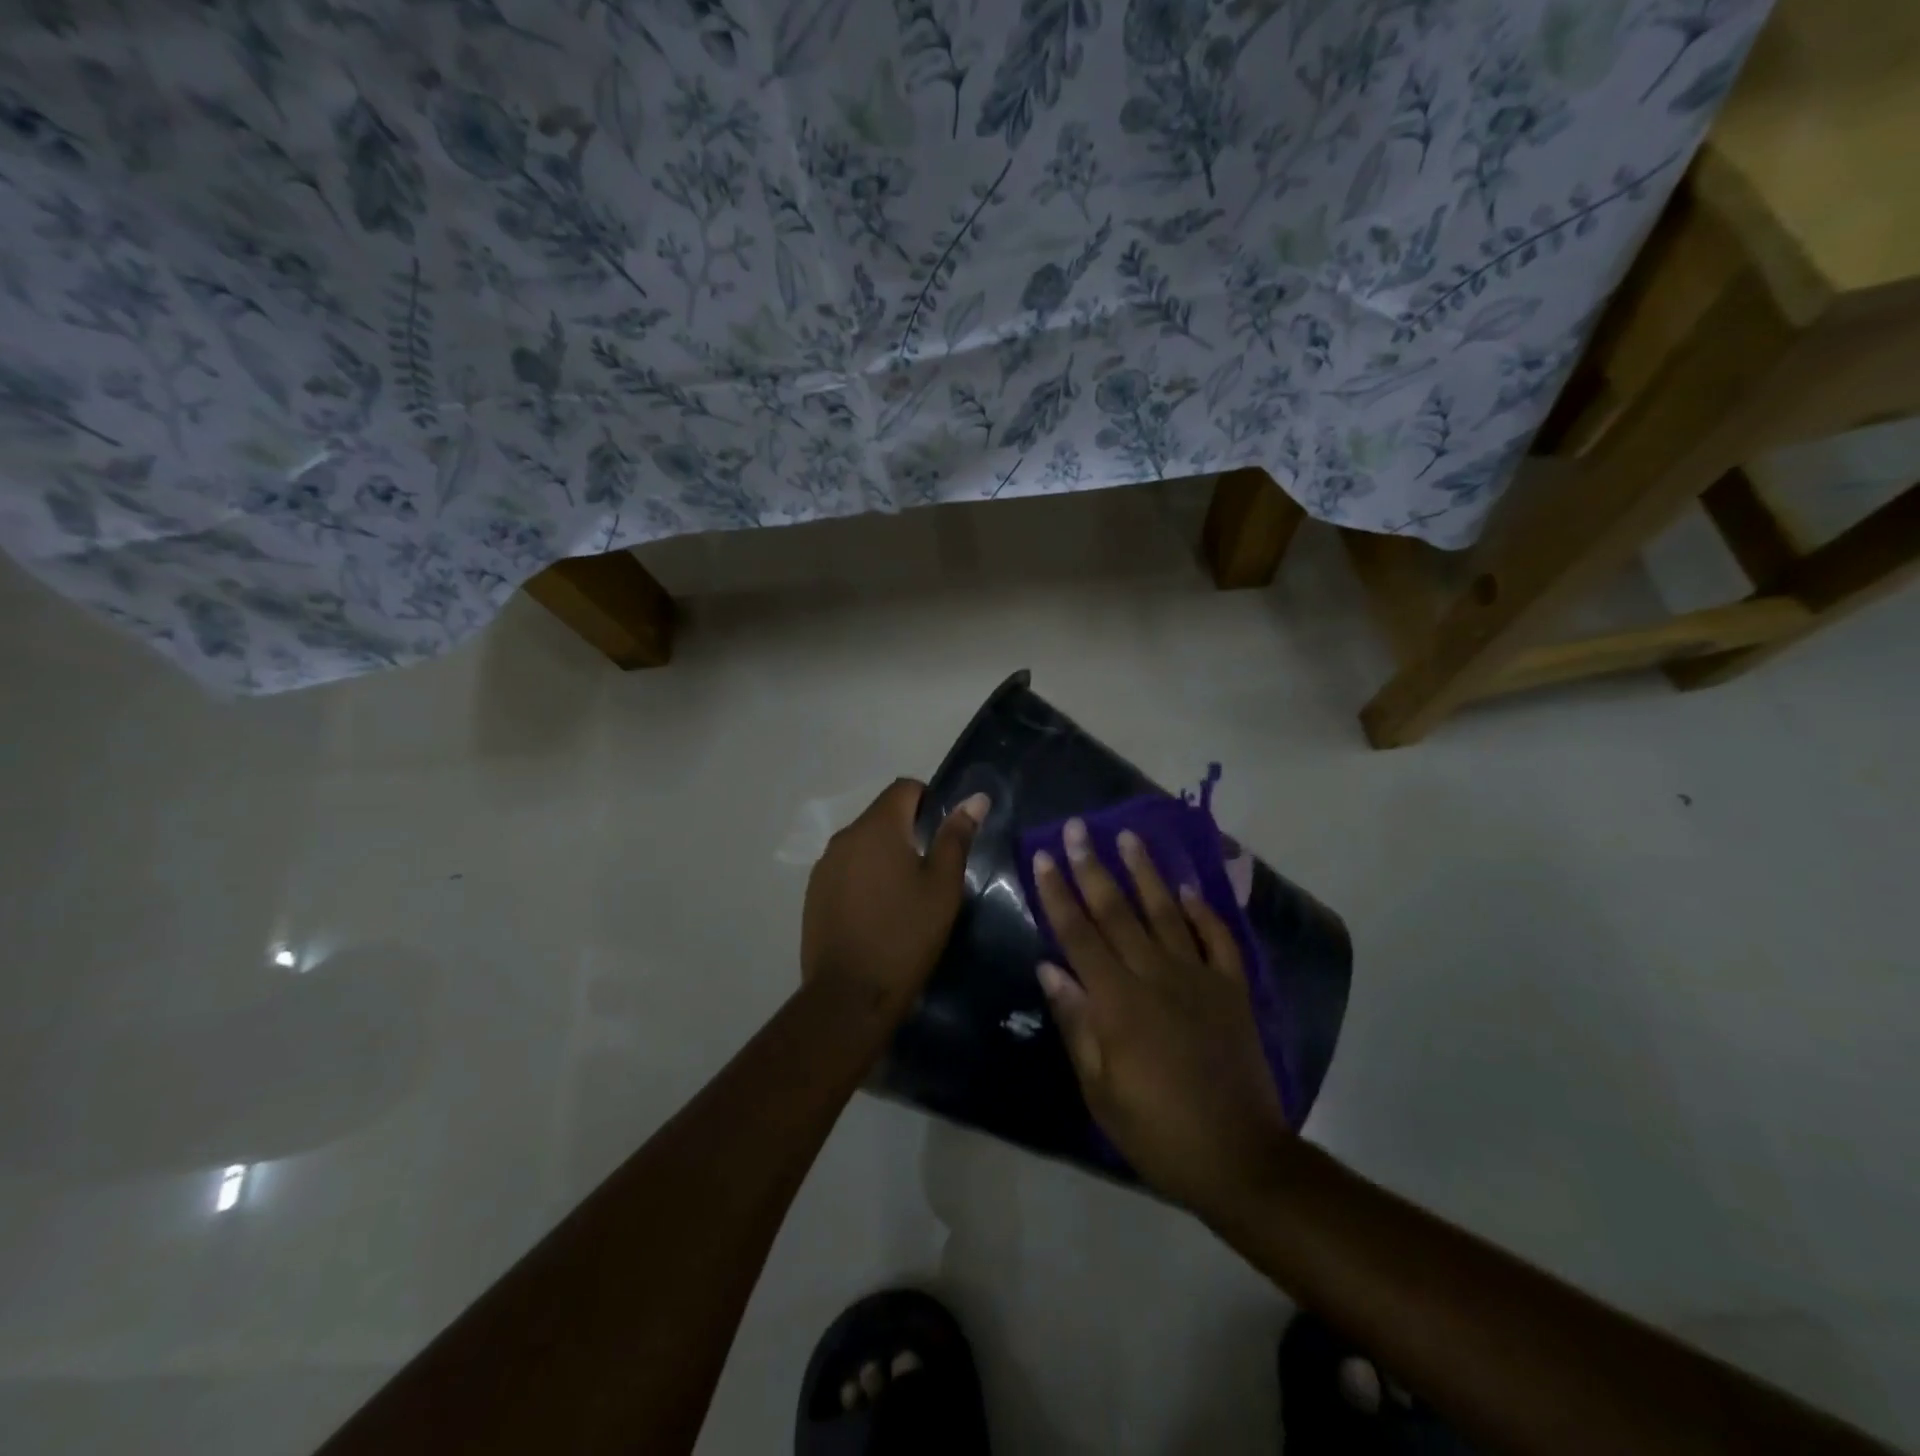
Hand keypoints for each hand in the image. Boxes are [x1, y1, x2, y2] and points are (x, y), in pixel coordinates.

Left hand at [801, 780, 988, 1016]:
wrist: (850, 995)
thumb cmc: (906, 935)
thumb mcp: (943, 886)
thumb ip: (956, 837)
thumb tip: (975, 798)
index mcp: (877, 827)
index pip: (905, 788)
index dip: (929, 802)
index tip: (943, 837)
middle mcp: (845, 836)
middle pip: (882, 815)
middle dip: (908, 831)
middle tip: (931, 870)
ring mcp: (824, 866)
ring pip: (863, 843)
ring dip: (885, 855)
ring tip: (905, 895)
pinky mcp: (814, 893)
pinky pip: (846, 869)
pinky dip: (864, 877)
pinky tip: (877, 912)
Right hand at [1031, 819, 1290, 1215]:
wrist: (1239, 1158)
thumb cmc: (1156, 1131)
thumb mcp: (1100, 1089)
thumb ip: (1076, 1023)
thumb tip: (1049, 967)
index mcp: (1118, 1001)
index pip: (1078, 934)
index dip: (1058, 893)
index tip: (1043, 856)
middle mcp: (1156, 976)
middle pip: (1117, 911)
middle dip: (1092, 866)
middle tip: (1078, 827)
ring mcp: (1199, 979)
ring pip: (1166, 913)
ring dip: (1146, 872)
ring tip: (1130, 836)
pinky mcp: (1232, 990)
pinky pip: (1218, 939)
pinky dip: (1203, 911)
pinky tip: (1188, 889)